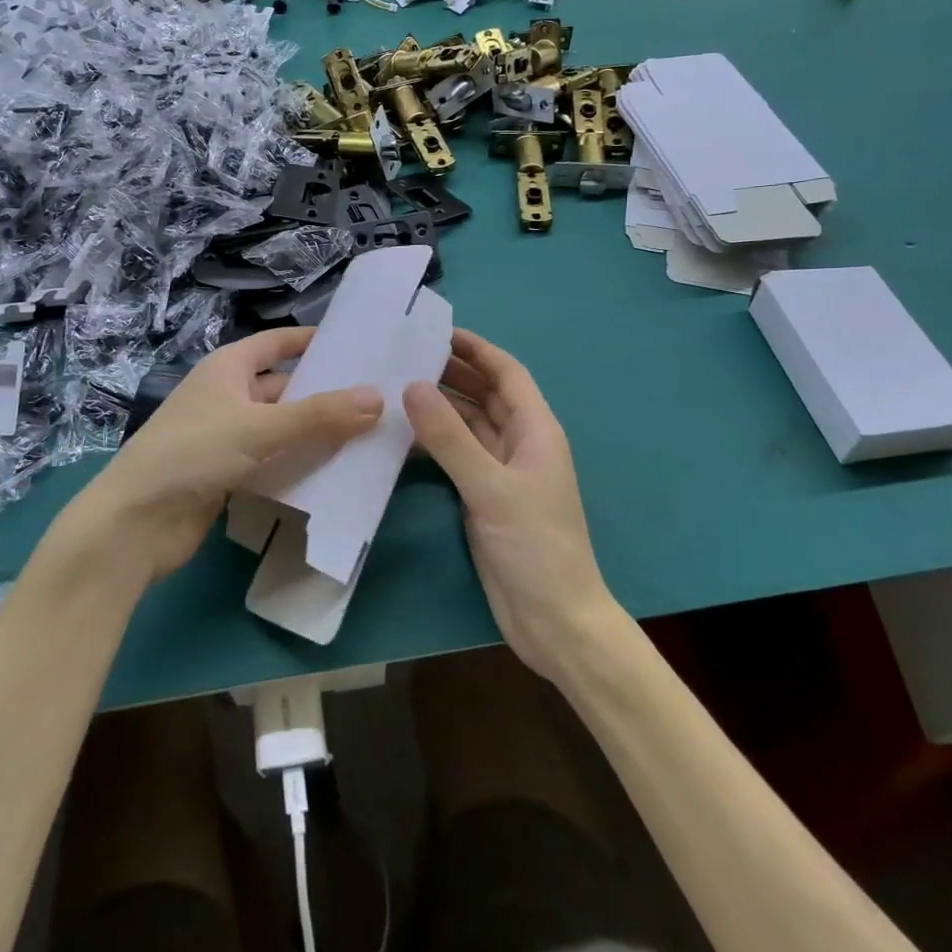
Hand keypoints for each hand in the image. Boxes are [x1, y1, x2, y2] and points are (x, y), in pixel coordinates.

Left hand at [63, 327, 382, 585]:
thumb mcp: (260, 427)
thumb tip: (378, 397)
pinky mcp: (228, 474)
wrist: (134, 524)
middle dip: (325, 393)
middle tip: (379, 399)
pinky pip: (274, 460)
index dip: (313, 340)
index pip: (278, 343)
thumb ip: (320, 415)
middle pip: (285, 387)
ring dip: (317, 431)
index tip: (357, 343)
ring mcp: (227, 436)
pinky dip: (300, 463)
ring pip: (282, 427)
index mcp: (228, 368)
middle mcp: (228, 396)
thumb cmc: (193, 453)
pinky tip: (336, 471)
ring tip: (370, 435)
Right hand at [405, 330, 620, 686]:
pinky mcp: (485, 497)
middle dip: (453, 372)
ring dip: (441, 406)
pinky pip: (458, 455)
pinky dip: (435, 441)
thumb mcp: (491, 487)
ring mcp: (502, 471)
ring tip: (396, 386)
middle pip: (487, 395)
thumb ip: (451, 437)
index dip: (477, 349)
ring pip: (470, 425)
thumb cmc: (535, 546)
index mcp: (536, 430)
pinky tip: (403, 436)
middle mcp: (521, 443)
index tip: (437, 331)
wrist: (555, 620)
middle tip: (405, 356)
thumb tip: (413, 385)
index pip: (507, 373)